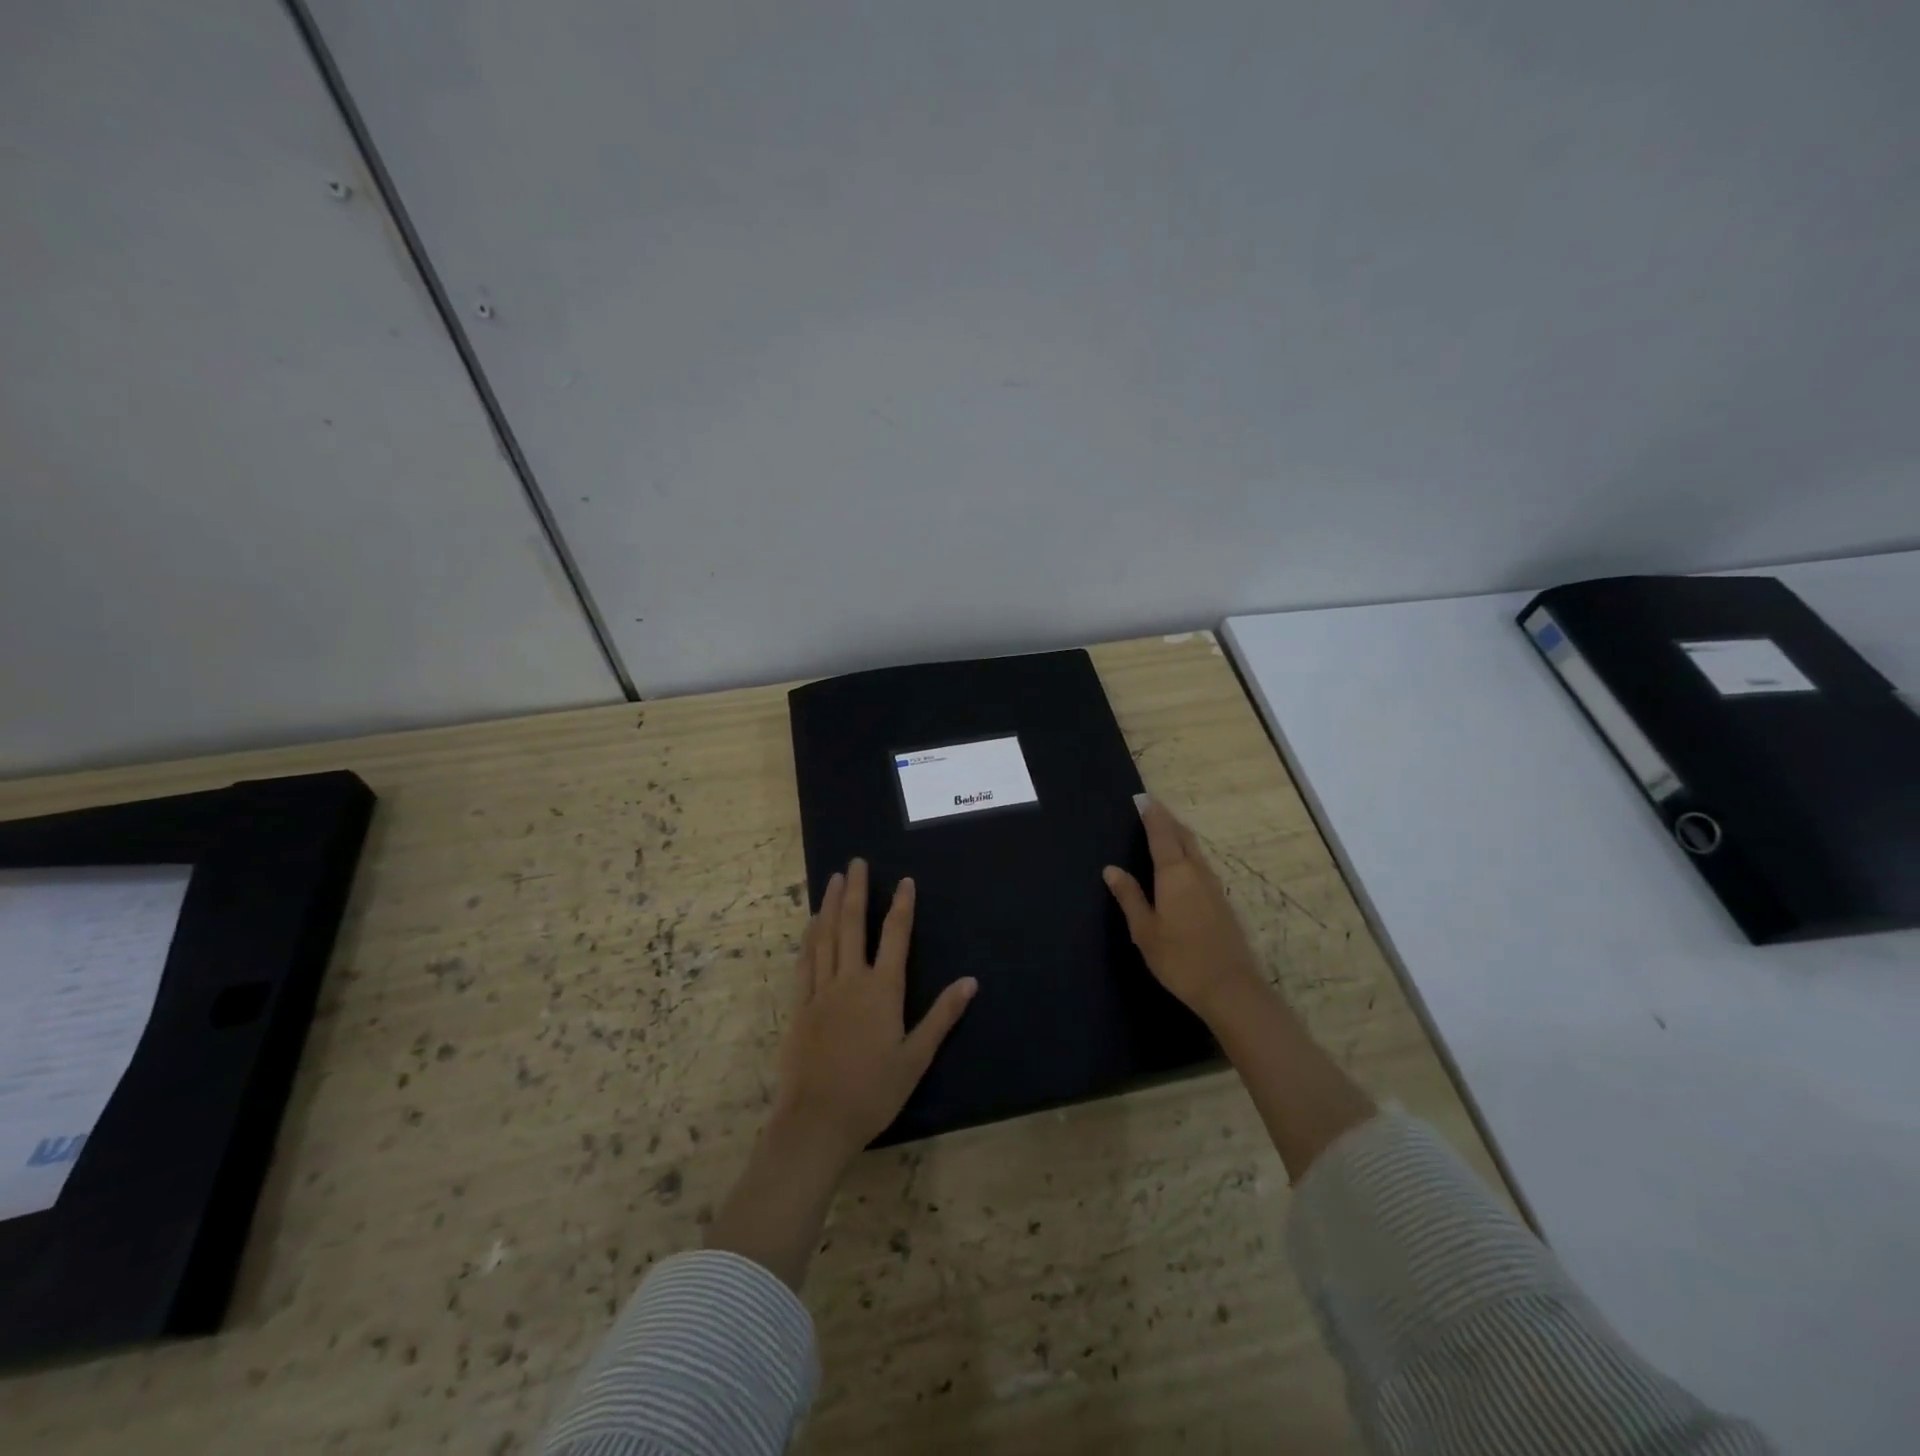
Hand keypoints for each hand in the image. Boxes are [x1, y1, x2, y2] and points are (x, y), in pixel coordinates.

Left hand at [771, 858, 977, 1163]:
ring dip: (829, 905)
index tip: (904, 882)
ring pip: (825, 937)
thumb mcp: (916, 1057)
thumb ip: (942, 1016)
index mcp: (882, 990)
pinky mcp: (800, 1006)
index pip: (895, 936)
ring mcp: (821, 991)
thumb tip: (970, 981)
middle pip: (852, 925)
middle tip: (856, 863)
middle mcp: (850, 980)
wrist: (817, 1121)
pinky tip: (811, 925)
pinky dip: (809, 938)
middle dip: (855, 891)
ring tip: (833, 879)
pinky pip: (804, 963)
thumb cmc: (873, 1092)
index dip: (901, 906)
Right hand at [1103, 796, 1265, 1022]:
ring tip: (1164, 827)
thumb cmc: (1179, 958)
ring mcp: (1212, 885)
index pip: (1161, 834)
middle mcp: (1196, 872)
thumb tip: (1111, 869)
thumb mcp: (1144, 930)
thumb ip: (1129, 896)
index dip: (1151, 814)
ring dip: (1178, 834)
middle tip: (1151, 807)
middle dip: (1166, 818)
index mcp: (1174, 874)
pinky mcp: (1221, 900)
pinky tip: (1181, 862)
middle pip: (1182, 835)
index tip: (1141, 798)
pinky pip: (1200, 863)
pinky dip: (1187, 851)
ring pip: (1194, 849)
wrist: (1229, 987)